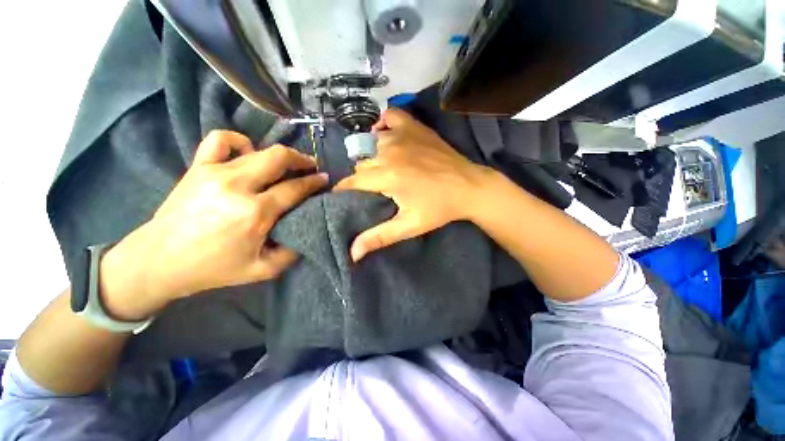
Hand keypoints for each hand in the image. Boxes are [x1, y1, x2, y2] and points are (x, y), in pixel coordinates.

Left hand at [99, 131, 327, 319]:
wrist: (159, 261)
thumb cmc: (214, 268)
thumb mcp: (263, 270)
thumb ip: (293, 251)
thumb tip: (307, 230)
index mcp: (255, 213)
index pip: (295, 188)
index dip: (314, 182)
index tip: (325, 179)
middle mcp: (237, 186)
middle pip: (279, 158)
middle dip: (302, 160)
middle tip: (311, 167)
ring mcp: (214, 172)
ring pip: (258, 149)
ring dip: (279, 154)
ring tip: (286, 164)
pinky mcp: (198, 167)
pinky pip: (221, 140)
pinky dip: (240, 141)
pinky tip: (247, 153)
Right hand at [334, 109, 494, 261]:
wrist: (469, 187)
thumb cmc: (439, 209)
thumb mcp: (409, 226)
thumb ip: (379, 237)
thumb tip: (352, 254)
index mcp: (387, 176)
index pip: (352, 181)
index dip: (344, 190)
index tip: (343, 197)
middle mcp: (389, 152)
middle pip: (362, 164)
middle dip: (362, 178)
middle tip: (373, 189)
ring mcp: (402, 135)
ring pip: (372, 144)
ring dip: (372, 157)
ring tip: (382, 170)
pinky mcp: (415, 127)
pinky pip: (390, 116)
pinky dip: (384, 125)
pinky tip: (386, 136)